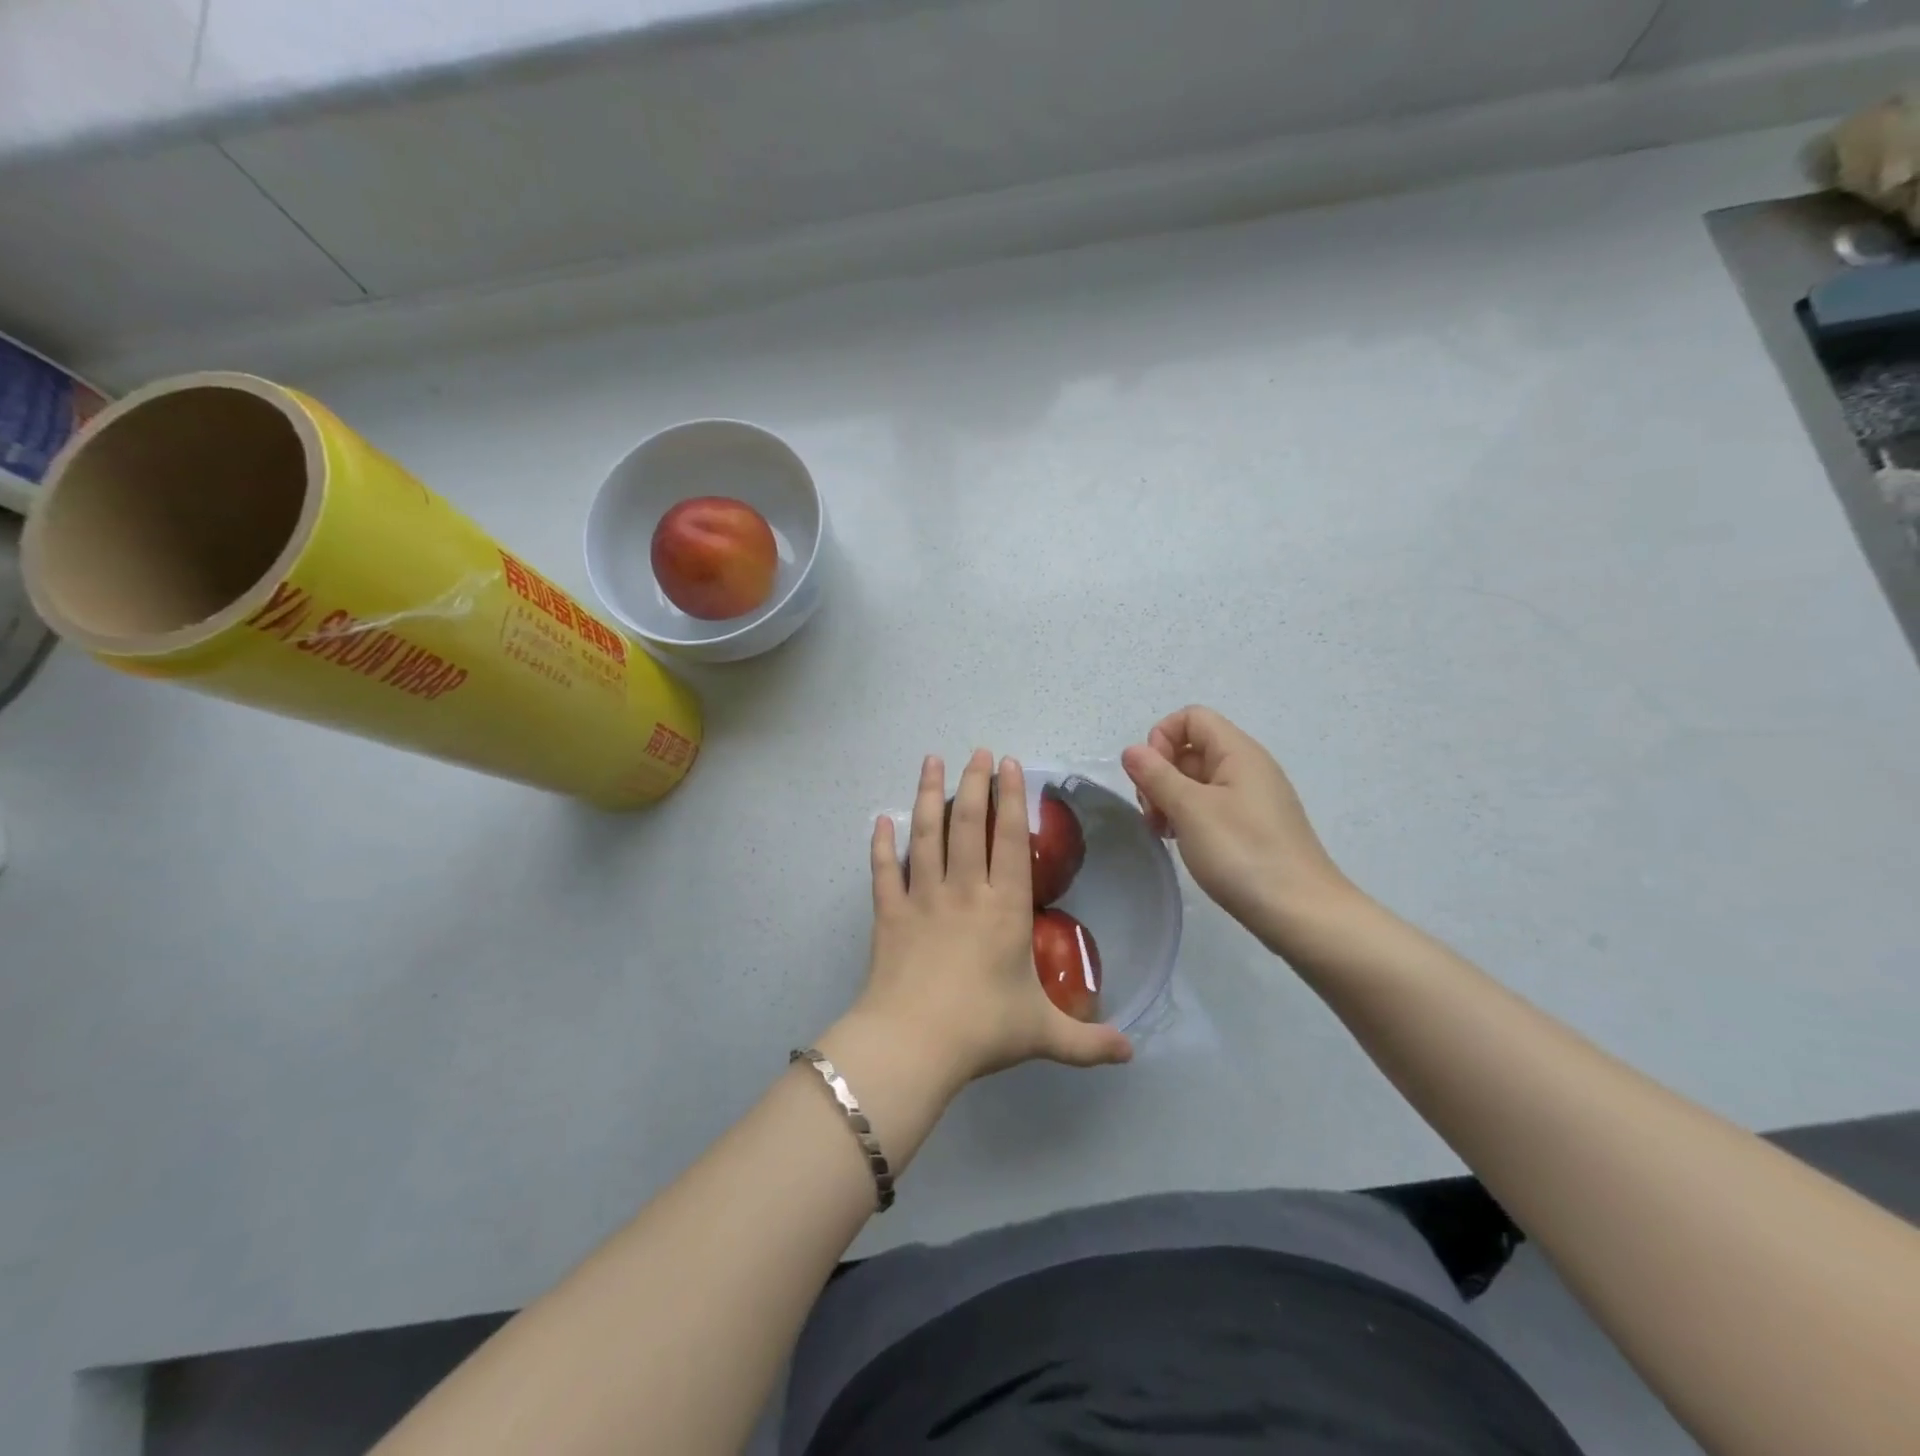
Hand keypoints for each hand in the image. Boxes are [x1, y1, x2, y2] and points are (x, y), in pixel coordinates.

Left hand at [852, 751, 1132, 1086]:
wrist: (914, 1044)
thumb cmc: (982, 1030)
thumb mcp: (1044, 1036)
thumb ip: (1088, 1042)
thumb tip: (1131, 1054)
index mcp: (1004, 908)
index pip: (1010, 840)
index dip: (1011, 799)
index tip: (1009, 764)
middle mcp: (964, 891)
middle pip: (967, 825)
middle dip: (973, 783)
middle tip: (975, 752)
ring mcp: (922, 898)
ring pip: (925, 835)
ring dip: (928, 795)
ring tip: (932, 761)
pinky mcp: (888, 914)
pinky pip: (883, 871)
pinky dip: (881, 845)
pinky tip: (880, 820)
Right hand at [1121, 706, 1354, 952]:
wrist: (1302, 914)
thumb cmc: (1244, 854)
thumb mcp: (1191, 810)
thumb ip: (1157, 775)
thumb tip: (1132, 750)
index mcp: (1238, 752)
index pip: (1191, 717)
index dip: (1162, 738)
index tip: (1151, 777)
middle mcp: (1247, 767)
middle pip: (1191, 748)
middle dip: (1161, 773)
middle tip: (1153, 813)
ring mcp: (1251, 799)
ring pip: (1197, 780)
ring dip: (1170, 799)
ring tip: (1163, 832)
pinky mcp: (1251, 827)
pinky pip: (1210, 806)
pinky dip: (1188, 817)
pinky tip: (1182, 843)